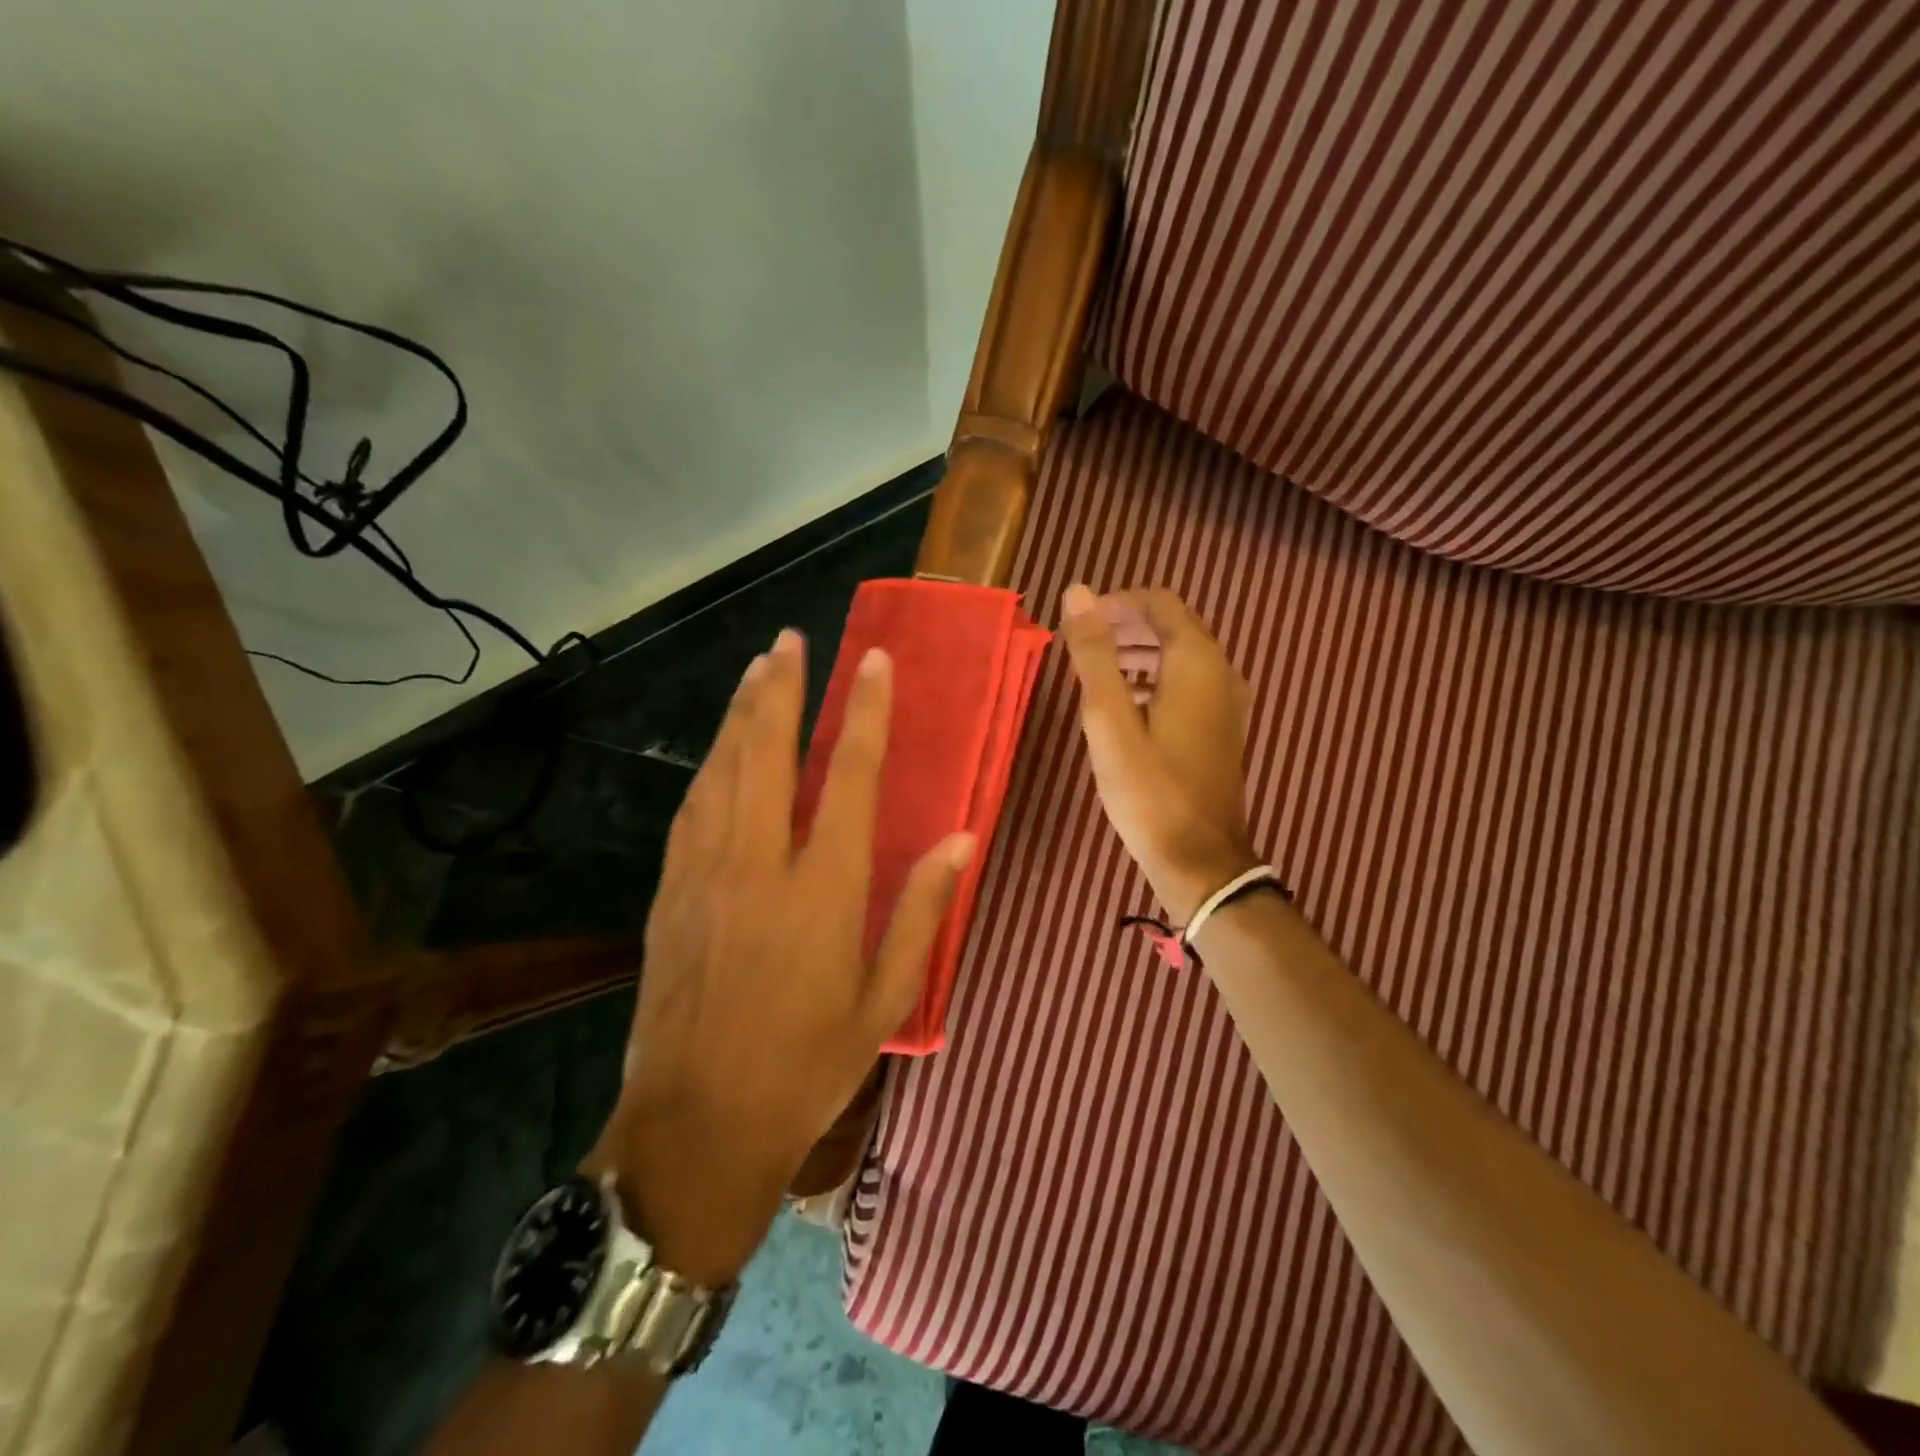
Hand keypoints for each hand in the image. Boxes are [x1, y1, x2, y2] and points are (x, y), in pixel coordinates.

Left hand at [587, 629, 973, 1283]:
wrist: (695, 1128)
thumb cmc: (805, 1068)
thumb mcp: (884, 1000)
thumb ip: (921, 911)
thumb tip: (960, 839)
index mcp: (822, 890)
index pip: (848, 777)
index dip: (864, 713)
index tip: (872, 661)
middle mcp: (758, 865)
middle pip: (768, 753)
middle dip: (781, 689)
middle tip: (790, 640)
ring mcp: (704, 874)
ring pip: (722, 770)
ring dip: (740, 714)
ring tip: (756, 671)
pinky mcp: (669, 893)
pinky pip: (692, 808)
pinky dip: (709, 766)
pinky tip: (717, 749)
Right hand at [1059, 584, 1258, 924]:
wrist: (1200, 860)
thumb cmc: (1149, 789)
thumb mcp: (1109, 720)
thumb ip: (1095, 654)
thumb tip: (1078, 591)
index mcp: (1195, 662)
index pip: (1160, 603)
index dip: (1117, 602)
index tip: (1081, 622)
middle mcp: (1221, 672)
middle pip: (1174, 626)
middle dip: (1127, 625)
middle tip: (1083, 644)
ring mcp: (1227, 703)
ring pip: (1181, 656)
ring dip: (1140, 652)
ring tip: (1098, 671)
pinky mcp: (1222, 729)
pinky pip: (1189, 684)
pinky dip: (1156, 678)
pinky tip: (1127, 705)